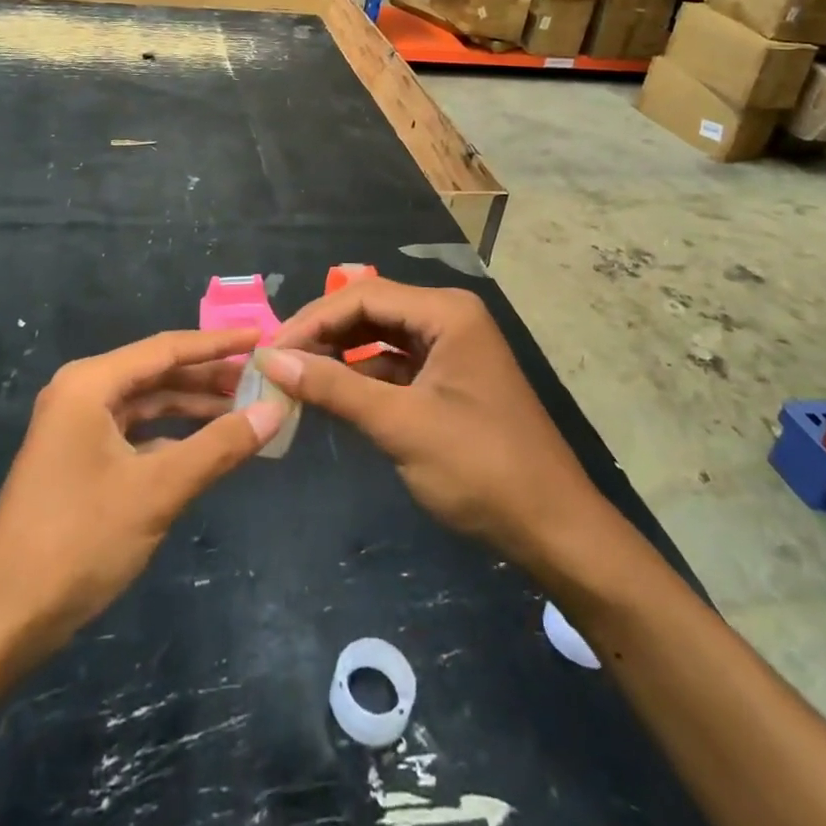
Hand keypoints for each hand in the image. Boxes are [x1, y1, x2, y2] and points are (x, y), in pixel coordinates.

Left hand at [0, 330, 284, 662]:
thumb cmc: (78, 540)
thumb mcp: (158, 490)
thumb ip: (219, 446)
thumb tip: (274, 411)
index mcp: (91, 383)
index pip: (167, 348)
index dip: (218, 343)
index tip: (262, 339)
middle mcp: (81, 394)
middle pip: (158, 373)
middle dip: (209, 376)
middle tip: (263, 378)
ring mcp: (76, 428)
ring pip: (147, 404)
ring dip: (193, 406)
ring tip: (245, 408)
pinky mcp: (78, 460)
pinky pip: (135, 433)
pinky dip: (171, 436)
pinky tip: (206, 446)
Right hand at [257, 280, 601, 569]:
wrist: (554, 529)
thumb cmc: (481, 468)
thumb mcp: (401, 425)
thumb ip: (335, 388)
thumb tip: (272, 360)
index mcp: (447, 312)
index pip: (364, 295)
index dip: (313, 319)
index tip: (271, 350)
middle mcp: (449, 317)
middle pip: (372, 309)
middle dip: (324, 333)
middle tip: (278, 361)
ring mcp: (452, 348)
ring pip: (381, 336)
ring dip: (340, 353)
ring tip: (295, 374)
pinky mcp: (450, 378)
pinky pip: (396, 363)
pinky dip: (363, 375)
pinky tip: (333, 392)